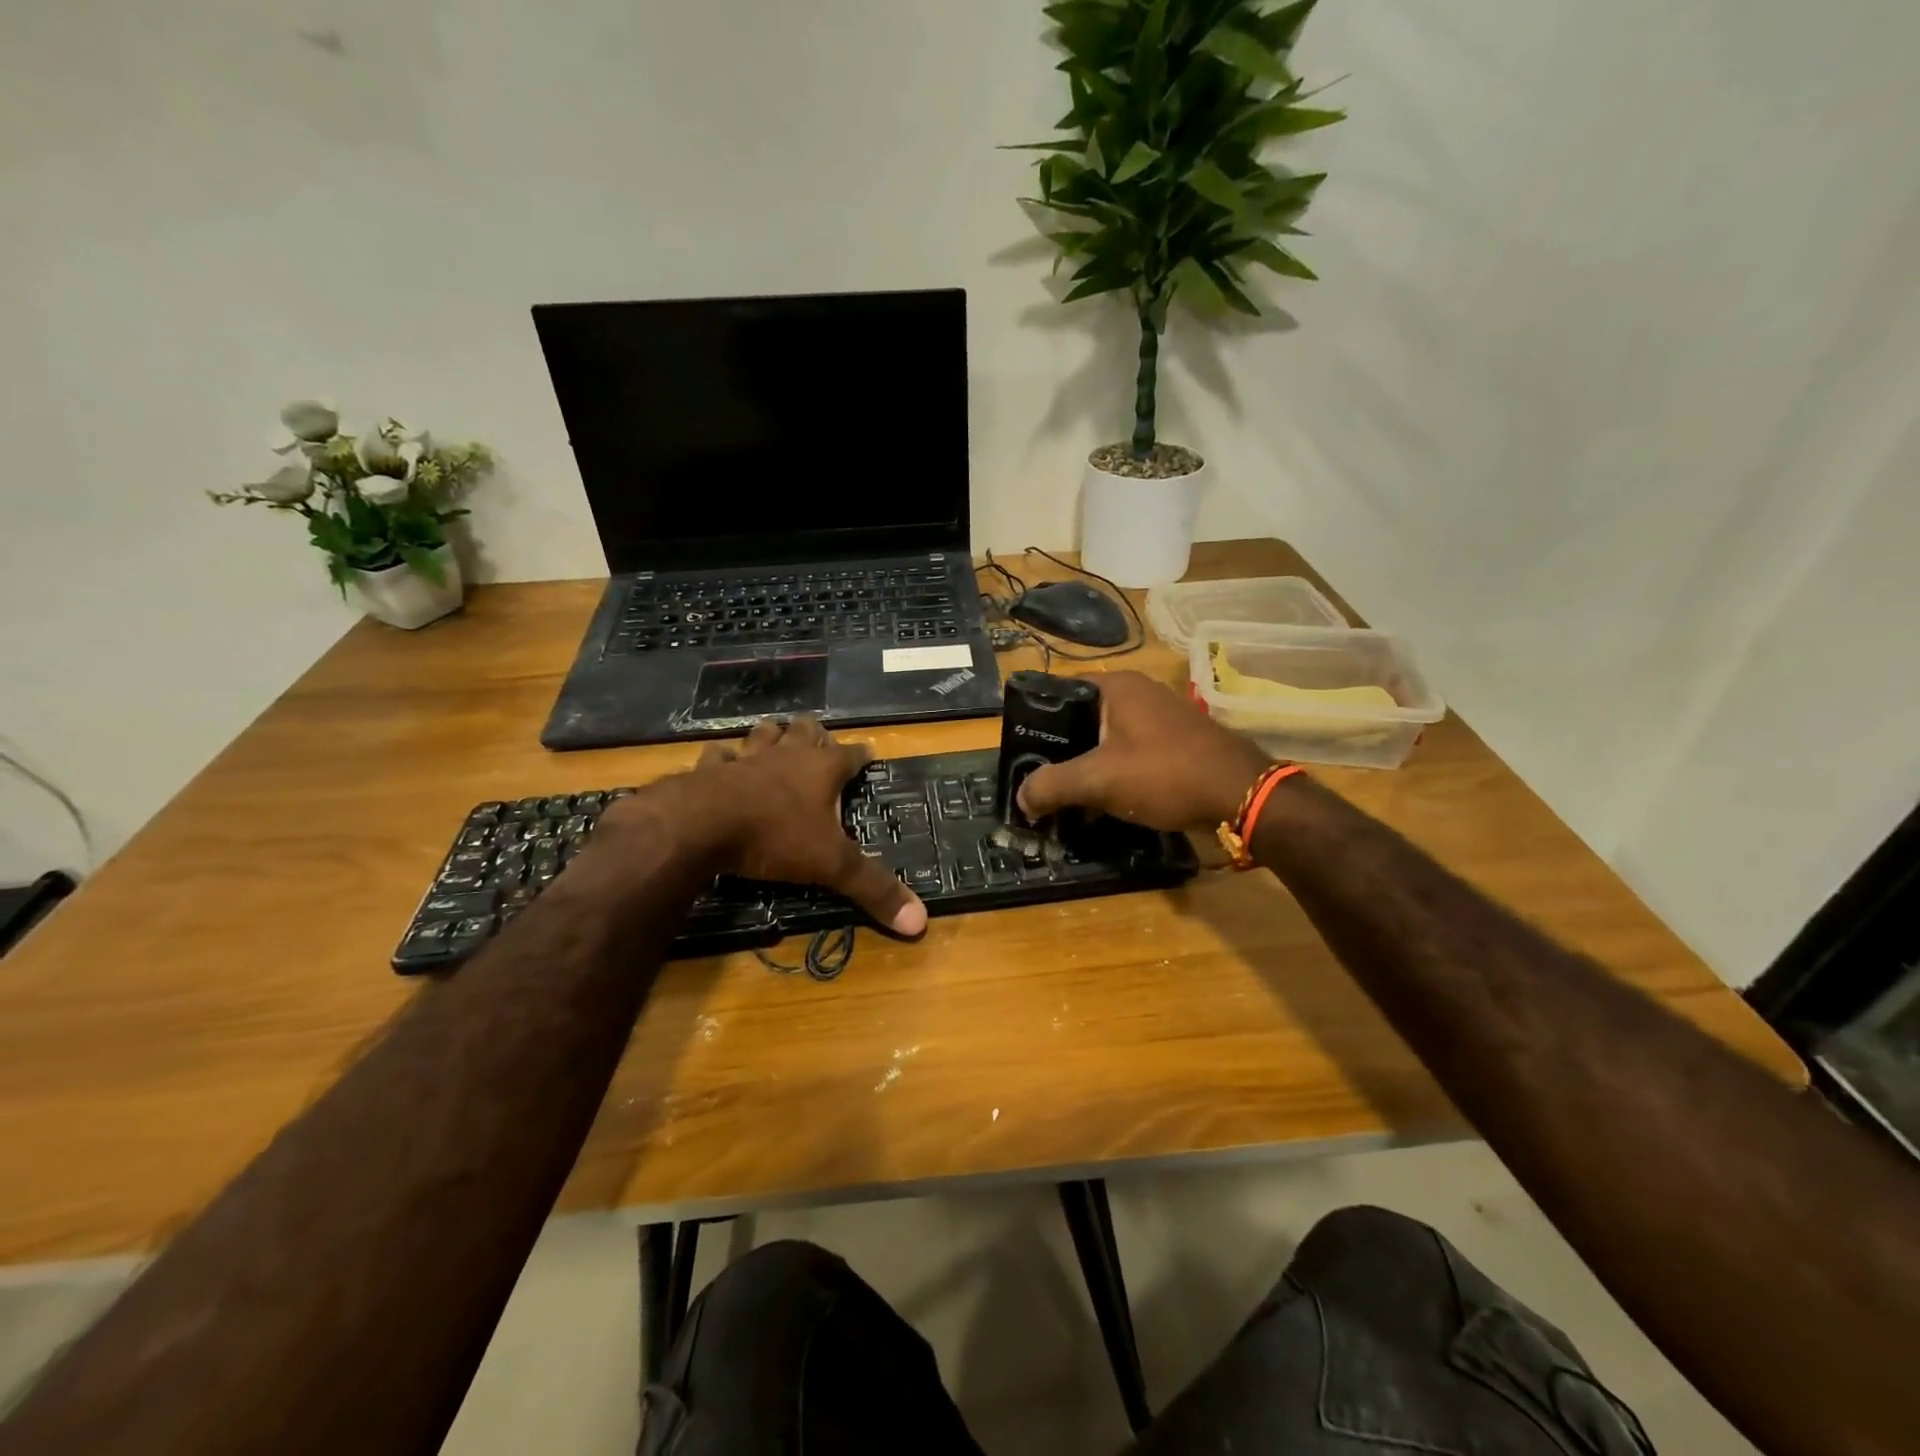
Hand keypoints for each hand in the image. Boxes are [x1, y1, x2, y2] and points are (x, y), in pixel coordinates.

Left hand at [682, 717, 926, 935]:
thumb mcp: (832, 865)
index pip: (851, 754)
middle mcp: (787, 755)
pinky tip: (724, 762)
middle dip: (816, 734)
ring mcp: (747, 758)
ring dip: (773, 736)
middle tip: (821, 741)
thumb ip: (873, 889)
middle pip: (806, 731)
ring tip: (777, 739)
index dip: (862, 754)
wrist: (702, 824)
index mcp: (822, 770)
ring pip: (764, 734)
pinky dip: (724, 758)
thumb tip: (920, 922)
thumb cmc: (776, 837)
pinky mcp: (710, 769)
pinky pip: (719, 755)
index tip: (869, 753)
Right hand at [1017, 671, 1272, 832]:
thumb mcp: (1099, 780)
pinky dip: (1114, 773)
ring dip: (1087, 765)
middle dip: (1060, 750)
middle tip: (1038, 779)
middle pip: (1083, 718)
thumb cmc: (1165, 773)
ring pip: (1107, 739)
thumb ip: (1053, 785)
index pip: (1060, 691)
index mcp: (1117, 687)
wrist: (1242, 795)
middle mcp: (1139, 693)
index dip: (1037, 720)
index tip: (1021, 751)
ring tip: (1065, 795)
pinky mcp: (1176, 743)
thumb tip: (1021, 798)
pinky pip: (1131, 753)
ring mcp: (1161, 718)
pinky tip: (1103, 801)